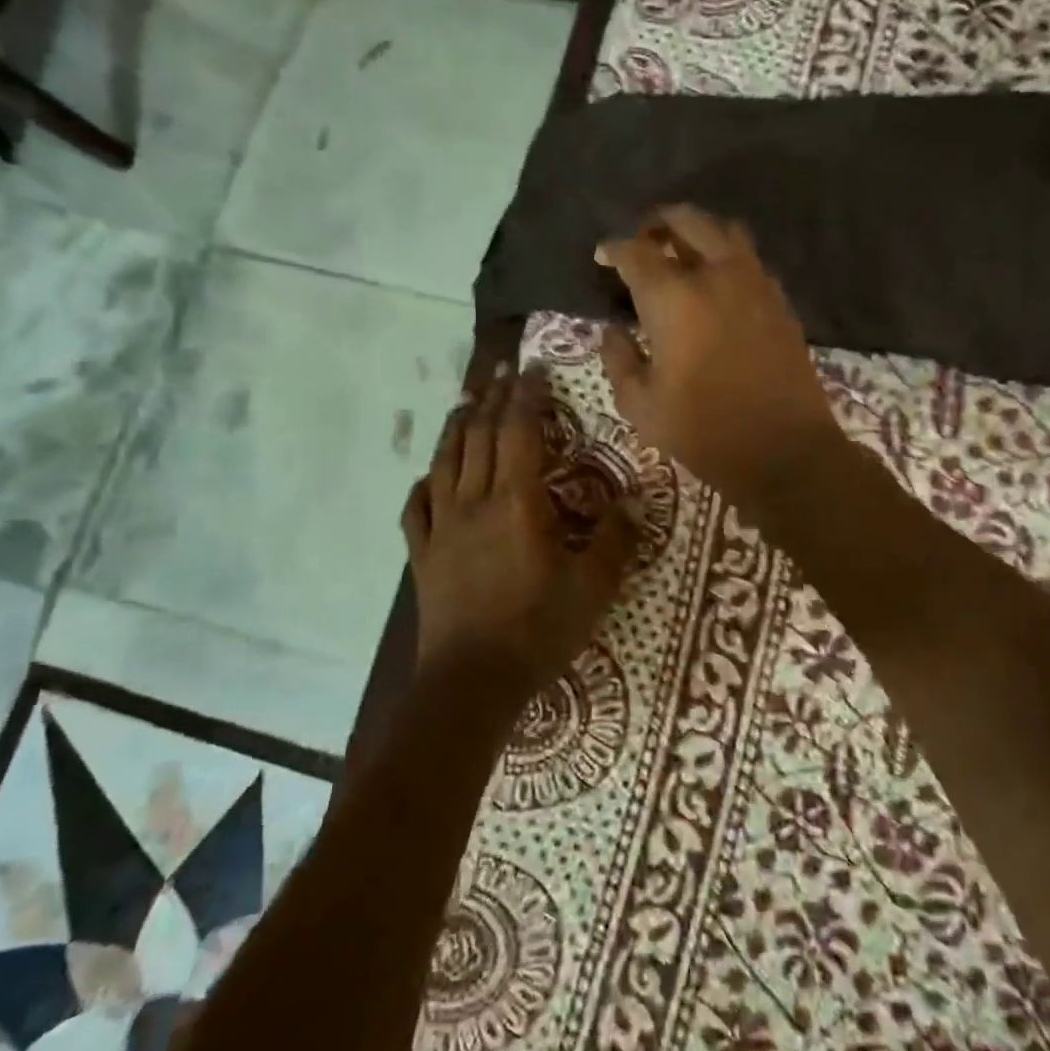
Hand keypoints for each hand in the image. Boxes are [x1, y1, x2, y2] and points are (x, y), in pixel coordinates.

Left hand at [402, 363, 636, 702]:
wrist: (471, 682)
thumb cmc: (537, 630)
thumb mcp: (593, 588)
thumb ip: (616, 539)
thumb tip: (635, 498)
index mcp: (517, 502)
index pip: (518, 432)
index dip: (526, 395)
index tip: (532, 368)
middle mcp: (474, 502)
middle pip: (479, 437)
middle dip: (491, 399)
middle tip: (500, 371)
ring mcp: (442, 528)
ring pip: (444, 463)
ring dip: (456, 428)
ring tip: (465, 402)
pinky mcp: (422, 556)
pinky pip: (415, 509)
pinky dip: (423, 484)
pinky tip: (428, 478)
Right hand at [596, 204, 843, 511]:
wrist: (783, 450)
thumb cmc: (703, 430)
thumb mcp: (641, 405)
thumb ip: (619, 360)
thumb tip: (613, 332)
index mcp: (673, 298)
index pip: (635, 253)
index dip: (613, 249)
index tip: (602, 256)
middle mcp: (716, 275)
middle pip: (687, 221)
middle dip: (659, 222)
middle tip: (644, 239)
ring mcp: (755, 283)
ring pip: (726, 231)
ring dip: (698, 231)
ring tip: (682, 251)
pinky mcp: (780, 301)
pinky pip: (750, 260)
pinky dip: (728, 257)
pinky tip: (718, 283)